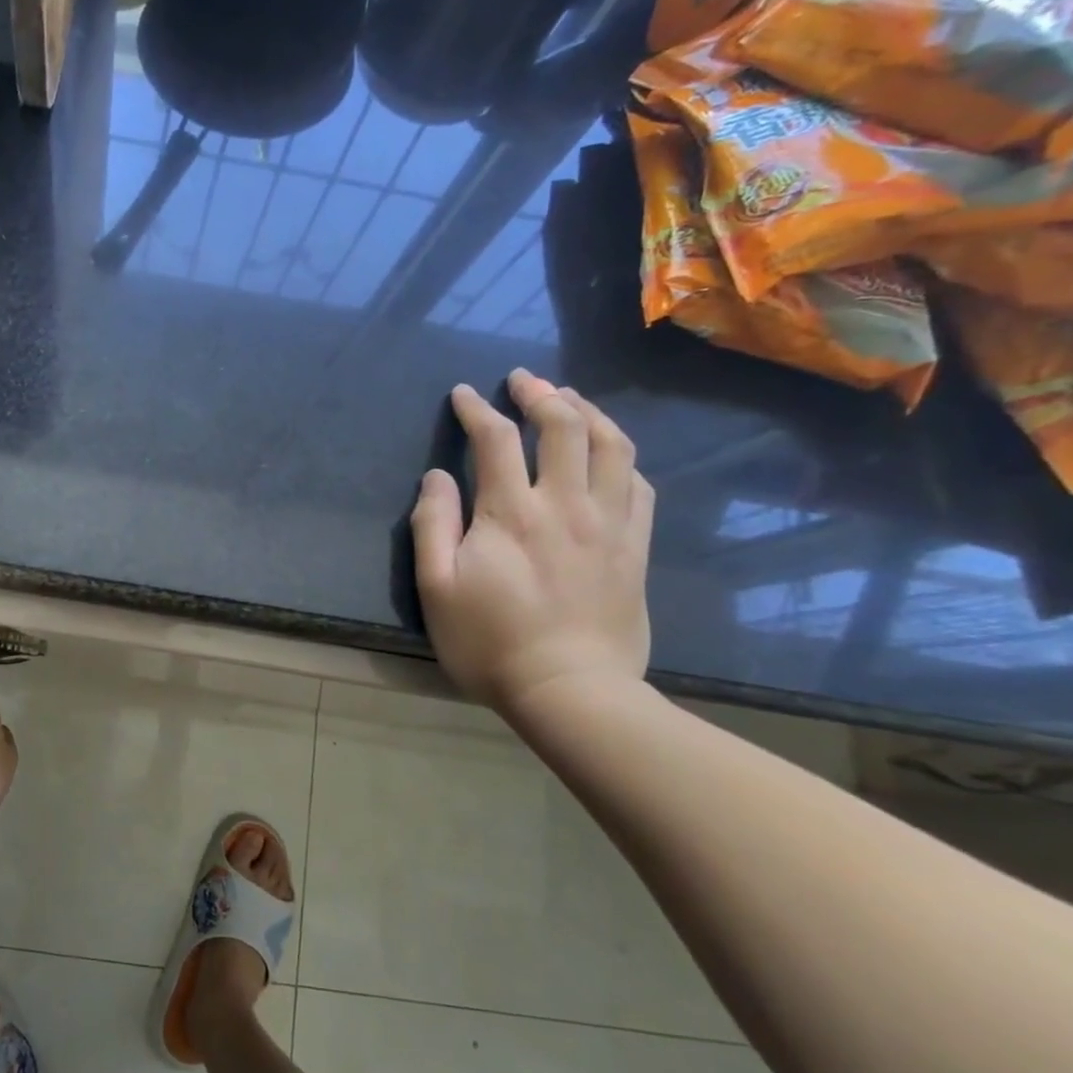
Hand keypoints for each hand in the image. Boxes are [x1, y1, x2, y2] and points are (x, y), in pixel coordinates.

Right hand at [410, 370, 653, 713]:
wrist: (571, 692)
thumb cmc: (491, 642)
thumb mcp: (437, 588)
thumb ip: (433, 525)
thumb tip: (436, 477)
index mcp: (512, 512)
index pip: (495, 439)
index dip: (477, 409)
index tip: (463, 394)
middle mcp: (566, 504)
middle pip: (564, 426)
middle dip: (540, 393)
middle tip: (523, 380)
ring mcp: (609, 523)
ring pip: (612, 445)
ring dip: (589, 412)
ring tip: (570, 399)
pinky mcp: (636, 547)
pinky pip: (640, 484)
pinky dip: (622, 456)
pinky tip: (609, 453)